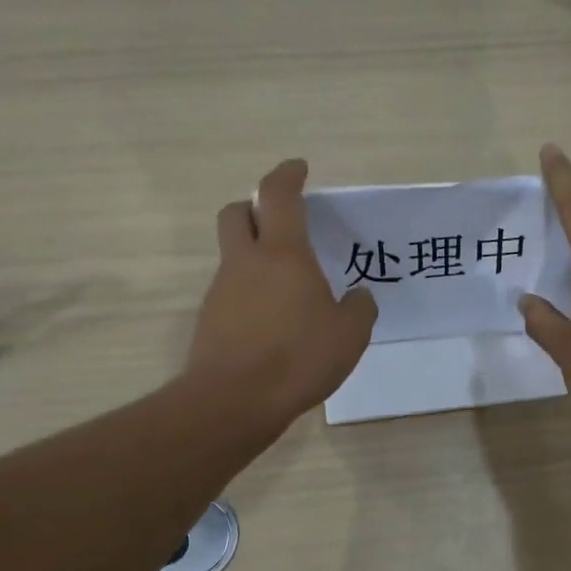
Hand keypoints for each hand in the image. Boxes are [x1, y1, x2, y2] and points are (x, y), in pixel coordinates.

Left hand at [187, 159, 376, 429]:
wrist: (234, 401)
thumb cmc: (298, 357)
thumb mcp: (350, 335)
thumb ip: (360, 308)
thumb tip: (359, 295)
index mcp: (283, 254)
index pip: (278, 196)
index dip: (287, 175)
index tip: (298, 169)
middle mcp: (246, 262)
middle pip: (237, 213)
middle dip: (254, 207)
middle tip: (279, 222)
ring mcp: (222, 290)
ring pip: (233, 256)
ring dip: (254, 257)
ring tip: (287, 288)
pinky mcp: (210, 320)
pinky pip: (231, 292)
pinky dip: (249, 294)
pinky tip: (272, 323)